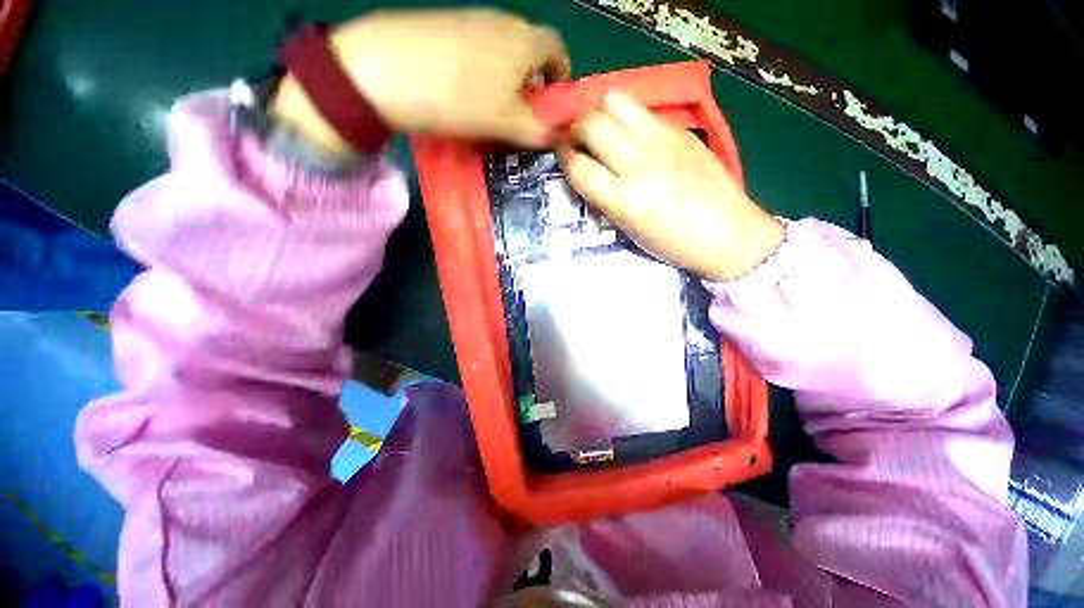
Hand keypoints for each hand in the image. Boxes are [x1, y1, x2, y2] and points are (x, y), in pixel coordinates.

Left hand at [271, 9, 570, 152]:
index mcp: (526, 41)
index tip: (551, 104)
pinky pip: (478, 46)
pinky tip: (466, 90)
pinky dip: (483, 69)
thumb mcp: (508, 123)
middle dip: (533, 82)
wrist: (386, 69)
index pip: (559, 51)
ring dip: (507, 77)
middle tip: (521, 113)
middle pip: (531, 51)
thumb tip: (564, 137)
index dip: (561, 78)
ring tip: (492, 107)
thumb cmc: (461, 99)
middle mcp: (504, 21)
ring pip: (504, 49)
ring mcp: (473, 18)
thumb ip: (541, 131)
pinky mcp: (447, 24)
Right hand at [557, 91, 783, 280]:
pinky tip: (632, 136)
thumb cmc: (673, 243)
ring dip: (599, 114)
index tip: (564, 158)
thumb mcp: (629, 230)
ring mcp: (663, 141)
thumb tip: (584, 173)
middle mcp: (640, 163)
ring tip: (604, 132)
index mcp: (626, 200)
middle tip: (581, 143)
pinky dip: (626, 118)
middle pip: (590, 123)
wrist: (729, 234)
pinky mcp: (681, 131)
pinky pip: (642, 110)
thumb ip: (603, 199)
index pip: (577, 166)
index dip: (563, 159)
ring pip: (614, 101)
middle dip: (576, 130)